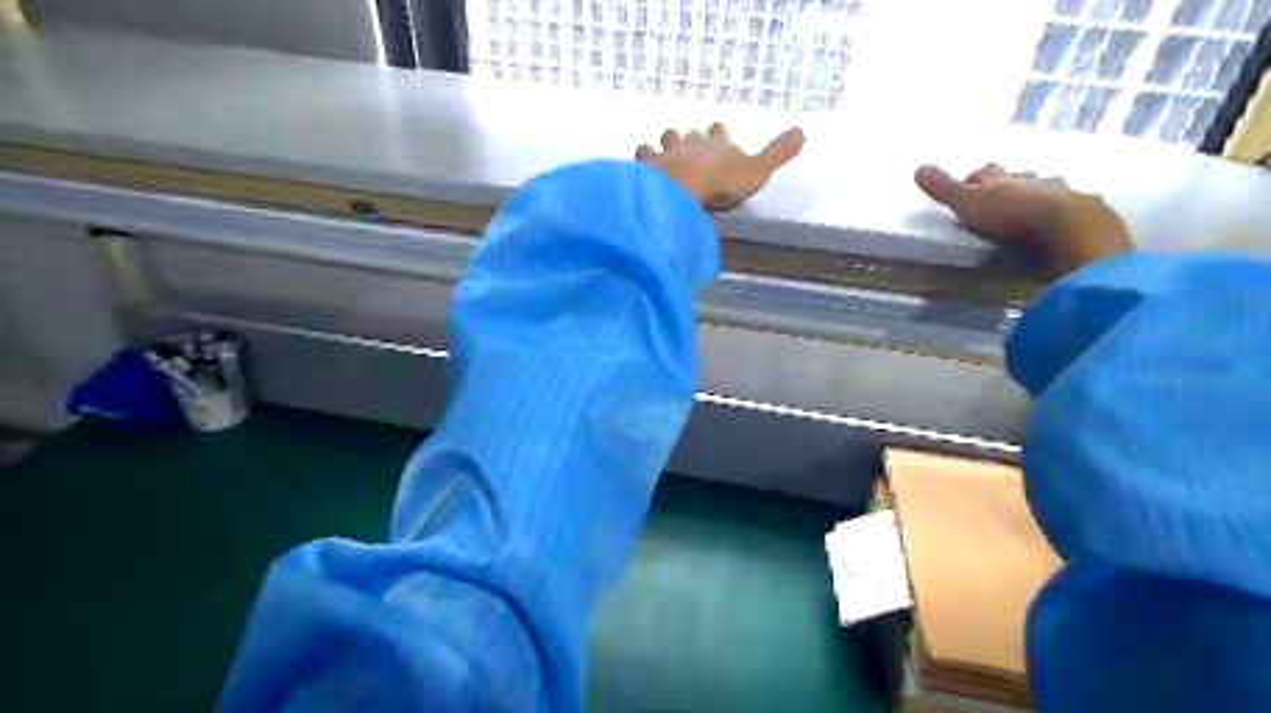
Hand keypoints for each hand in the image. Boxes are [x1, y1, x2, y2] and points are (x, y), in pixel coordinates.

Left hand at [636, 123, 801, 209]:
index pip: (719, 131)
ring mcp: (666, 153)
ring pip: (664, 141)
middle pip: (688, 135)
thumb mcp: (757, 170)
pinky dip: (643, 160)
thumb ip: (777, 153)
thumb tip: (803, 131)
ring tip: (661, 154)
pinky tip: (640, 167)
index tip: (717, 133)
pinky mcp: (647, 167)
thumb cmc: (721, 183)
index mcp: (717, 143)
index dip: (718, 133)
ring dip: (663, 146)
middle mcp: (690, 143)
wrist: (682, 189)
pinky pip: (642, 157)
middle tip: (686, 146)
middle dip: (687, 139)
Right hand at [913, 160, 1130, 274]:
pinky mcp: (1085, 213)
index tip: (968, 185)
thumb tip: (918, 167)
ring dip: (1037, 196)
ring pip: (1046, 190)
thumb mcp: (969, 204)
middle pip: (1017, 178)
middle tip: (999, 198)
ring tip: (1029, 211)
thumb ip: (945, 189)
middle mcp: (1032, 180)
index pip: (985, 173)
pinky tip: (1057, 225)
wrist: (1068, 229)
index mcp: (1003, 179)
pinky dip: (1061, 214)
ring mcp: (1062, 194)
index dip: (975, 178)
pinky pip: (1070, 208)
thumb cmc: (1012, 216)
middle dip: (1009, 186)